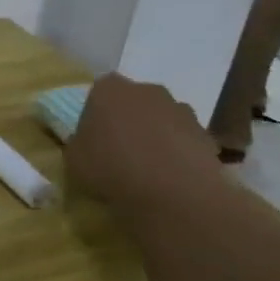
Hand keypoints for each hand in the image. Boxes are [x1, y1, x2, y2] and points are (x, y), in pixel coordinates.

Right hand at [67, 73, 221, 212]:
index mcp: (109, 90)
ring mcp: (181, 110)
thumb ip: (79, 144)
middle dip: (128, 120)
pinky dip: (177, 153)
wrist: (172, 190)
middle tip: (119, 149)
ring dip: (155, 135)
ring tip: (147, 167)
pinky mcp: (206, 134)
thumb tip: (87, 142)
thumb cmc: (110, 167)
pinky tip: (169, 177)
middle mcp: (147, 90)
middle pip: (134, 101)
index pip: (98, 92)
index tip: (92, 136)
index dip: (95, 113)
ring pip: (161, 119)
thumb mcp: (74, 159)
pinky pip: (184, 140)